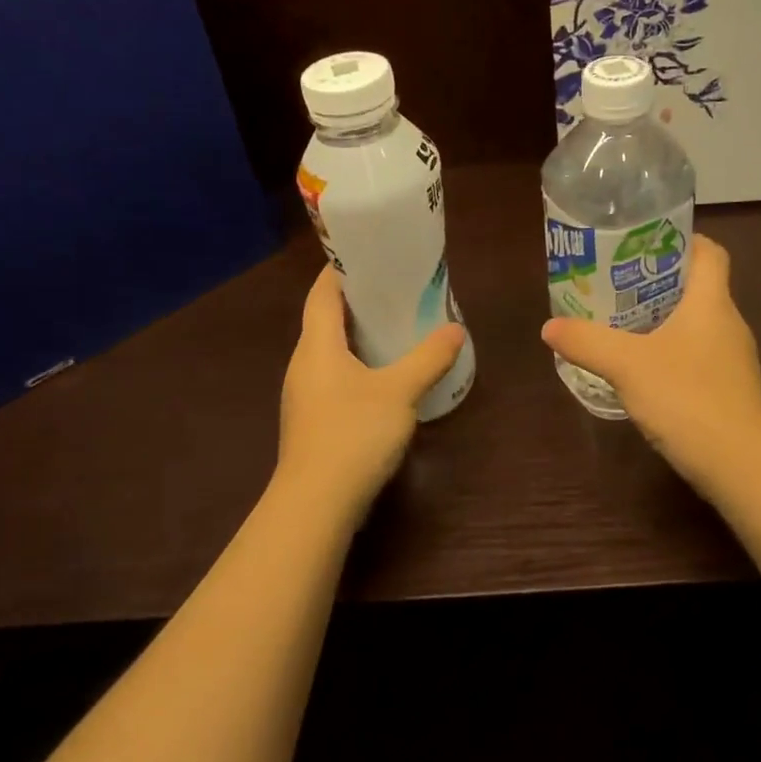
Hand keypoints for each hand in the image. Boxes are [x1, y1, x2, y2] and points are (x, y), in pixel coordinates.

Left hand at [277, 266, 466, 512]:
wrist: (316, 505)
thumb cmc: (353, 434)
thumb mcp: (399, 391)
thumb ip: (428, 358)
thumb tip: (456, 329)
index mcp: (316, 345)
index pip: (322, 293)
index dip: (342, 270)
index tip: (371, 256)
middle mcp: (304, 364)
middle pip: (325, 320)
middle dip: (358, 303)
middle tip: (398, 291)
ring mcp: (305, 396)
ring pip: (331, 352)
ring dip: (359, 337)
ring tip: (397, 329)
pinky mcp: (314, 421)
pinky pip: (336, 378)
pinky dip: (359, 367)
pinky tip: (386, 378)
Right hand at [540, 234, 760, 492]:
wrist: (740, 464)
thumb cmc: (687, 398)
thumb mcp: (627, 365)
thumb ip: (587, 342)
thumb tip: (549, 327)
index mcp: (712, 302)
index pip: (709, 252)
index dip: (682, 240)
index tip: (644, 243)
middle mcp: (729, 324)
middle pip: (698, 288)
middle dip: (659, 282)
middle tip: (617, 284)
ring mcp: (733, 360)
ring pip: (697, 325)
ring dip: (664, 320)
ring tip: (623, 325)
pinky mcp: (729, 391)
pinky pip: (698, 357)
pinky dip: (672, 354)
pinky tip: (644, 371)